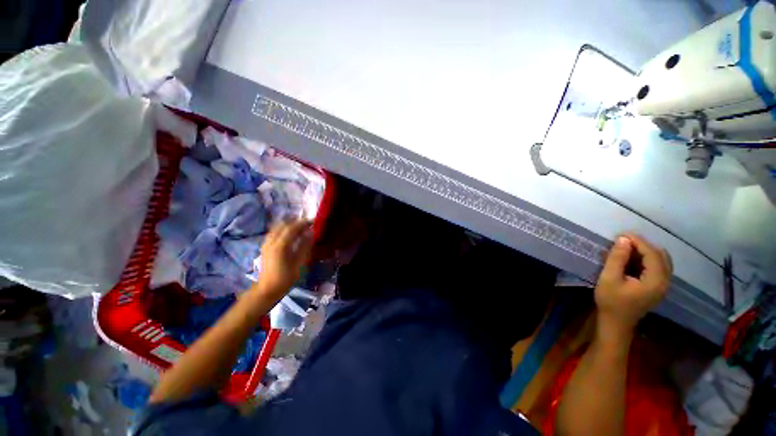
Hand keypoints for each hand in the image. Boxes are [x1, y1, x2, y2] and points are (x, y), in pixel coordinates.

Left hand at [254, 219, 313, 301]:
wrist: (267, 289)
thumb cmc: (286, 278)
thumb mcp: (299, 264)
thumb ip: (305, 247)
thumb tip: (311, 233)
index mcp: (280, 246)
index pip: (292, 228)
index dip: (303, 223)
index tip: (313, 221)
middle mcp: (271, 241)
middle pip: (283, 225)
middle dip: (296, 222)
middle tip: (307, 223)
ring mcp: (266, 243)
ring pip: (277, 227)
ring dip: (289, 224)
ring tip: (299, 227)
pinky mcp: (265, 247)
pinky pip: (274, 232)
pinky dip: (282, 229)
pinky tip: (289, 234)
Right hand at [595, 234, 671, 336]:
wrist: (616, 323)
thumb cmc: (611, 301)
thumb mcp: (609, 278)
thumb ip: (617, 259)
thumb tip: (623, 239)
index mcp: (655, 280)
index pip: (652, 254)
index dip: (638, 241)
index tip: (621, 234)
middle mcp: (665, 281)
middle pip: (660, 255)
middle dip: (643, 245)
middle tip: (623, 241)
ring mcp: (663, 285)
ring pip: (661, 260)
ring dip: (645, 251)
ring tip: (626, 248)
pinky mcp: (658, 287)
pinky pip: (658, 267)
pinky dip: (647, 259)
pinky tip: (632, 259)